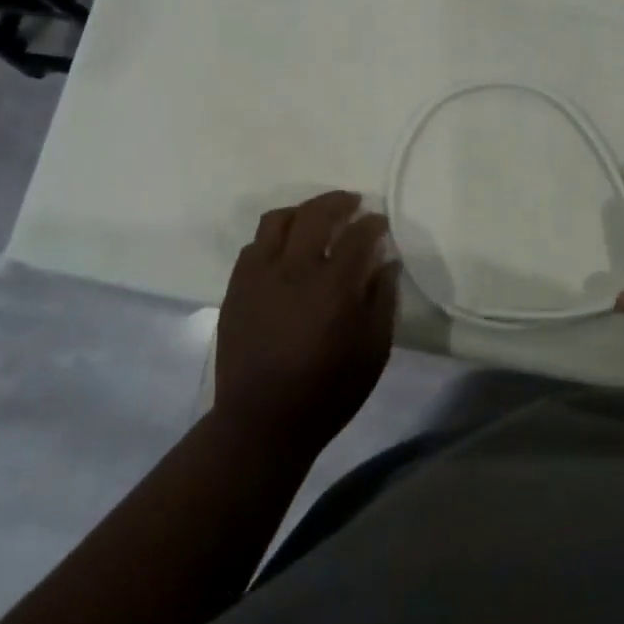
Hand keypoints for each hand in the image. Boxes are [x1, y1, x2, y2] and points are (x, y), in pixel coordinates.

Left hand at [214, 191, 395, 456]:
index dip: (373, 223)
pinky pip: (254, 245)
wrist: (262, 422)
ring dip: (303, 211)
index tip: (380, 223)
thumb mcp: (374, 350)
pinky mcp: (237, 288)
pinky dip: (274, 237)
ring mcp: (260, 276)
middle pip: (316, 214)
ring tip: (316, 219)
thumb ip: (383, 300)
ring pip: (278, 221)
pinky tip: (285, 250)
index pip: (358, 234)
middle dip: (339, 202)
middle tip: (353, 204)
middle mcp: (295, 269)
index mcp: (334, 286)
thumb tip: (387, 263)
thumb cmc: (328, 390)